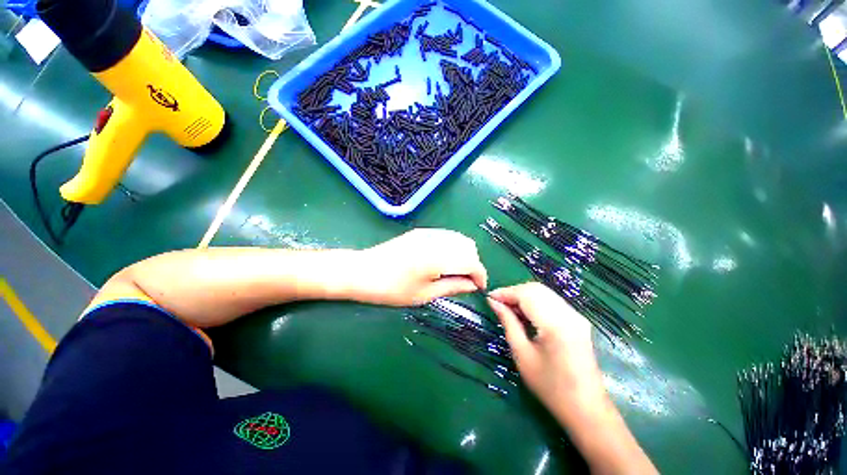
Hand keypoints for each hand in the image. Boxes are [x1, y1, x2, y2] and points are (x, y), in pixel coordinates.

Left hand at [350, 229, 487, 305]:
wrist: (363, 271)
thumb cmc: (392, 289)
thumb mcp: (424, 294)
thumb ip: (453, 287)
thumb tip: (473, 286)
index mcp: (439, 258)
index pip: (472, 262)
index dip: (480, 275)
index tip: (479, 287)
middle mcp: (437, 240)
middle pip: (468, 246)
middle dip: (473, 263)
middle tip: (464, 281)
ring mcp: (428, 233)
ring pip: (459, 239)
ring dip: (463, 254)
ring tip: (454, 271)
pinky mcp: (421, 231)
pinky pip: (446, 236)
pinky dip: (452, 247)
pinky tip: (443, 260)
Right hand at [487, 282, 604, 415]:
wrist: (586, 408)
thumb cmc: (550, 386)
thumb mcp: (522, 354)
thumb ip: (508, 322)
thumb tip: (493, 302)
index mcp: (556, 324)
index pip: (526, 294)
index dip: (505, 292)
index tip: (489, 297)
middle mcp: (569, 314)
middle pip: (536, 289)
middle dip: (514, 292)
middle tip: (498, 304)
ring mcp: (576, 316)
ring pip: (544, 292)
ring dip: (524, 296)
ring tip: (509, 308)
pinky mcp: (578, 320)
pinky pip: (552, 301)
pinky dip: (535, 301)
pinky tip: (525, 313)